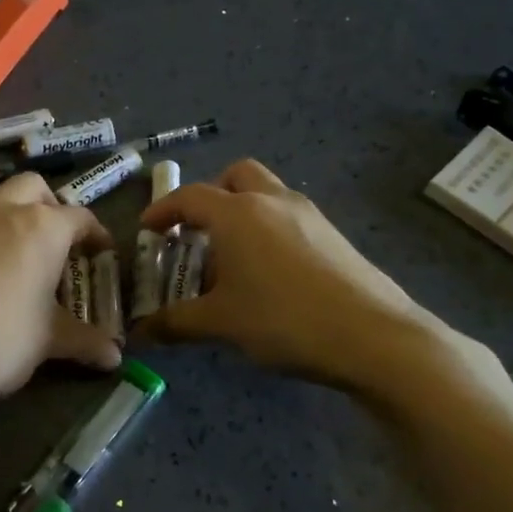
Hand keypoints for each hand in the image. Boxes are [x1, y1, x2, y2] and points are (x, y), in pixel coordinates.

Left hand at [0, 173, 121, 421]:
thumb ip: (84, 341)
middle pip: (36, 190)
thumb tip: (115, 357)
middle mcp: (5, 209)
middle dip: (53, 210)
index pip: (81, 219)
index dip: (97, 236)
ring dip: (18, 221)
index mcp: (43, 227)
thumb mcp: (48, 341)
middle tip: (60, 249)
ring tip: (23, 266)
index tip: (103, 256)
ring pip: (0, 202)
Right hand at [137, 159, 459, 391]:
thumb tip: (140, 334)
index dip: (163, 210)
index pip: (190, 197)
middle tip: (196, 232)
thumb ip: (176, 323)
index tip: (147, 230)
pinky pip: (288, 217)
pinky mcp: (332, 234)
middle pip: (235, 176)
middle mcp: (273, 201)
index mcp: (238, 213)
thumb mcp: (222, 323)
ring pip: (266, 194)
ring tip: (230, 259)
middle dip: (210, 196)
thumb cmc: (283, 320)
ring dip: (241, 213)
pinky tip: (267, 274)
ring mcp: (308, 215)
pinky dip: (267, 230)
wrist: (371, 335)